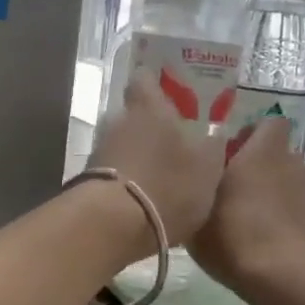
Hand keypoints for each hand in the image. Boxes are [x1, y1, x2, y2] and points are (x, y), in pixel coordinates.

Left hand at [88, 78, 226, 246]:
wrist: (112, 226)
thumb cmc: (167, 185)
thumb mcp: (207, 167)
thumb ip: (213, 146)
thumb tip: (216, 132)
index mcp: (148, 108)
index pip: (145, 78)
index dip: (156, 82)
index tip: (170, 90)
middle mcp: (117, 122)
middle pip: (133, 114)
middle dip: (151, 125)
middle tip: (174, 140)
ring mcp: (98, 151)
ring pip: (122, 144)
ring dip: (138, 155)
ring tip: (160, 174)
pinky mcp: (88, 181)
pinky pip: (113, 171)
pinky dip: (127, 179)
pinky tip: (143, 198)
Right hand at [189, 117, 304, 294]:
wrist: (284, 278)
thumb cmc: (234, 235)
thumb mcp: (195, 212)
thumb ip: (194, 187)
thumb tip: (192, 176)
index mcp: (262, 152)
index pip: (269, 123)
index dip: (251, 134)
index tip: (228, 153)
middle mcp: (289, 164)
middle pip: (273, 153)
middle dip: (254, 164)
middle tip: (226, 185)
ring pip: (281, 180)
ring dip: (265, 190)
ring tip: (239, 214)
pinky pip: (288, 206)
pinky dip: (275, 214)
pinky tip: (255, 236)